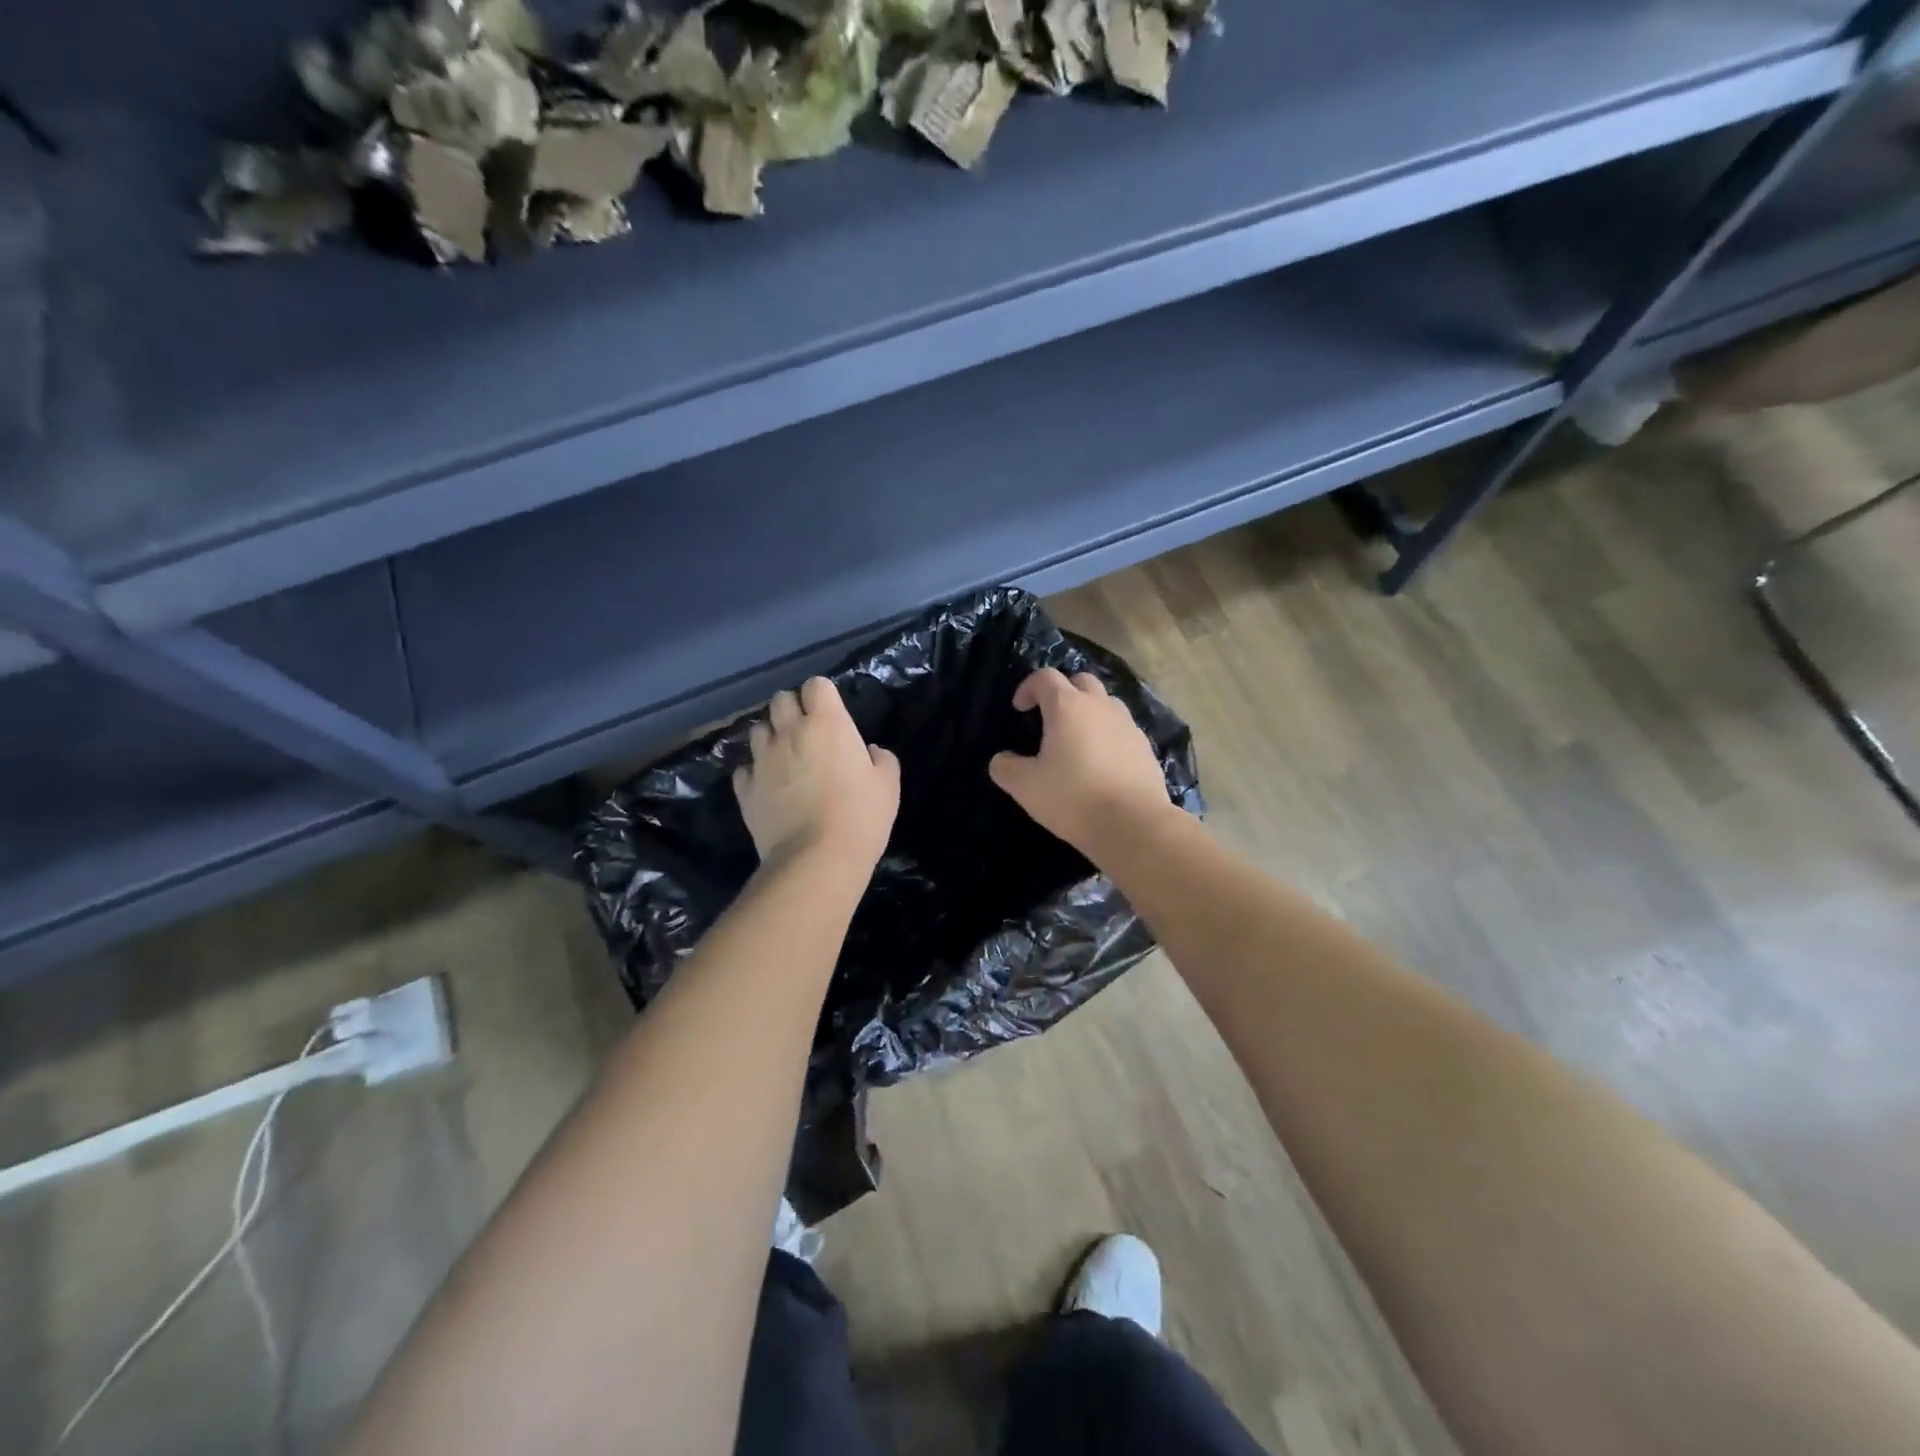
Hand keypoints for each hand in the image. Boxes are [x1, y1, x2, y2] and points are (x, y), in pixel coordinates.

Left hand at [733, 677, 899, 874]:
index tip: (832, 713)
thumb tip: (870, 752)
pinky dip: (754, 771)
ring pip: (757, 729)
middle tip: (806, 730)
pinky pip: (744, 768)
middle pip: (780, 700)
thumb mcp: (888, 785)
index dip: (823, 696)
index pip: (816, 685)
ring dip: (771, 736)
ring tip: (783, 755)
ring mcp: (762, 760)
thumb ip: (882, 760)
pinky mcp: (746, 789)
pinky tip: (767, 785)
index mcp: (827, 724)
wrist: (816, 859)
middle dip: (792, 708)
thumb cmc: (861, 817)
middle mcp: (789, 733)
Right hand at [989, 668, 1173, 858]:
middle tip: (1049, 718)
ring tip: (1076, 741)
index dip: (1028, 687)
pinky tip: (1101, 764)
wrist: (1133, 824)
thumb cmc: (1073, 798)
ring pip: (1106, 703)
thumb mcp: (1025, 787)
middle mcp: (1100, 706)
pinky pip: (1122, 730)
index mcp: (1068, 706)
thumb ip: (1006, 768)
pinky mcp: (1145, 747)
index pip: (1045, 677)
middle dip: (1062, 692)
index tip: (1019, 709)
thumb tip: (1002, 760)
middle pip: (1081, 681)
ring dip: (1088, 712)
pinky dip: (1108, 736)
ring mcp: (1128, 725)